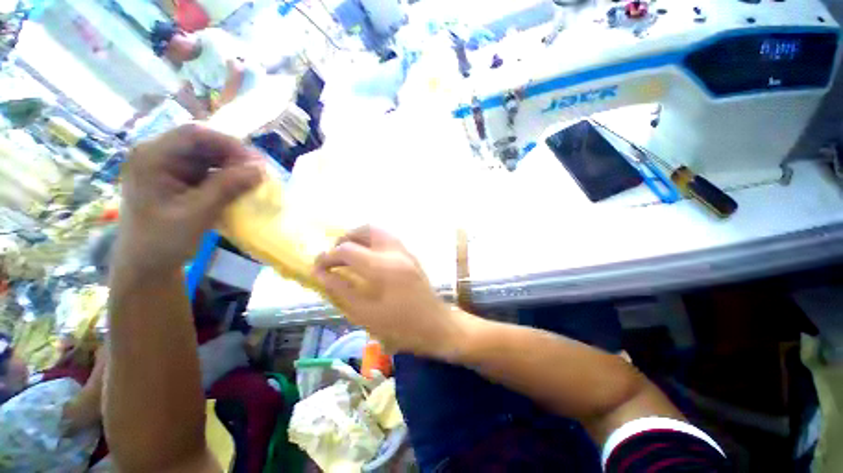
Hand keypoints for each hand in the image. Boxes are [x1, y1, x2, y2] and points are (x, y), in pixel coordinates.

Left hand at [116, 124, 262, 275]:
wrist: (148, 265)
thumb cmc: (163, 241)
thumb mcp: (197, 214)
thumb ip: (227, 188)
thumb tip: (260, 169)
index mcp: (151, 158)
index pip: (194, 135)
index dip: (228, 144)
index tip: (256, 162)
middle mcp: (158, 155)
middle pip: (202, 143)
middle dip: (233, 155)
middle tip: (259, 172)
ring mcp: (168, 166)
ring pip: (208, 155)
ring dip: (233, 166)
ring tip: (253, 180)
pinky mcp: (178, 178)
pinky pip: (208, 169)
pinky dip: (227, 176)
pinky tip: (240, 186)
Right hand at [314, 226, 470, 358]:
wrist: (435, 325)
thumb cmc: (400, 326)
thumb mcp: (364, 314)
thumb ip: (341, 290)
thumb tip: (321, 274)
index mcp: (382, 267)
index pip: (347, 250)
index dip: (328, 257)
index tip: (318, 268)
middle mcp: (394, 252)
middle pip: (366, 229)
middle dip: (346, 238)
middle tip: (335, 255)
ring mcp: (406, 251)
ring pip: (379, 231)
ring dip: (361, 237)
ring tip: (350, 254)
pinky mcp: (411, 256)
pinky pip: (388, 239)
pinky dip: (373, 242)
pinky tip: (368, 259)